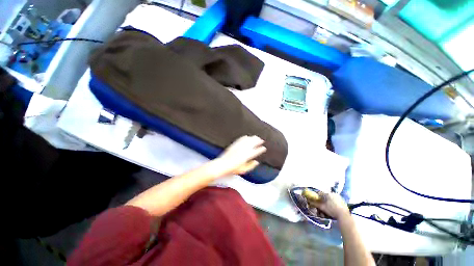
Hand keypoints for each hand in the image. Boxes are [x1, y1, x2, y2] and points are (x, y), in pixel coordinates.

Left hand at [213, 135, 266, 176]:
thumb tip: (256, 162)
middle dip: (258, 141)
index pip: (256, 151)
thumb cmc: (233, 169)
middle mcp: (244, 150)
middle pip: (253, 143)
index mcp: (247, 156)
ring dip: (253, 138)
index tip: (263, 148)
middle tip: (261, 140)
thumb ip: (251, 166)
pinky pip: (240, 139)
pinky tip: (246, 136)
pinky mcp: (234, 145)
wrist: (223, 164)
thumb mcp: (243, 170)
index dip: (260, 149)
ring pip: (247, 140)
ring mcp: (239, 146)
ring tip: (256, 137)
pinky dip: (244, 137)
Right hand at [311, 192, 350, 220]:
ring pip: (331, 197)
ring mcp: (338, 196)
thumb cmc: (332, 210)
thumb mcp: (322, 207)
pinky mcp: (342, 200)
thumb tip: (309, 201)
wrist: (344, 215)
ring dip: (328, 200)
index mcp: (327, 194)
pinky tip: (334, 207)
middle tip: (322, 204)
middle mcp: (333, 193)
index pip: (320, 193)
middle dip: (323, 199)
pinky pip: (335, 199)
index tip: (316, 200)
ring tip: (328, 207)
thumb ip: (315, 203)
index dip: (317, 196)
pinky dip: (333, 202)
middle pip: (326, 195)